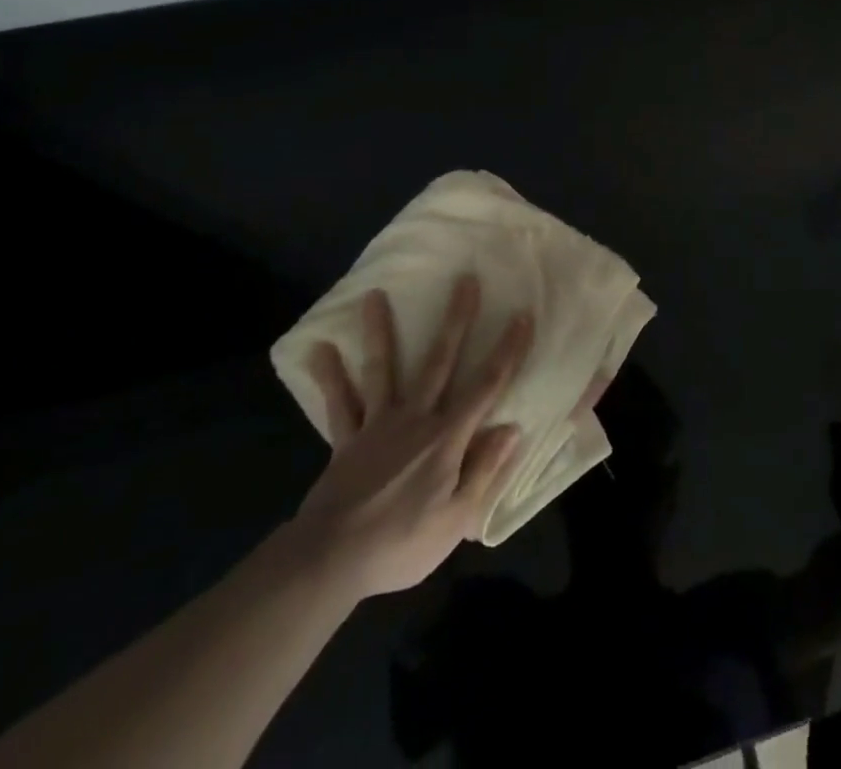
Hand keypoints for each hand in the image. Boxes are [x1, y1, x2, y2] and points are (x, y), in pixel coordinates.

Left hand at [288, 276, 531, 599]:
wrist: (330, 561)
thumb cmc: (401, 543)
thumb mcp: (456, 519)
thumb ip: (485, 471)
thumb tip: (512, 429)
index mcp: (446, 437)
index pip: (486, 386)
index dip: (507, 351)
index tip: (521, 316)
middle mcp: (415, 418)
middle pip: (439, 361)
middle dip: (456, 319)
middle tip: (465, 280)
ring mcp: (377, 425)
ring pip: (383, 369)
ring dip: (380, 330)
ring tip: (374, 295)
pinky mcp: (347, 440)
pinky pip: (340, 403)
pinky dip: (330, 376)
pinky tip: (318, 348)